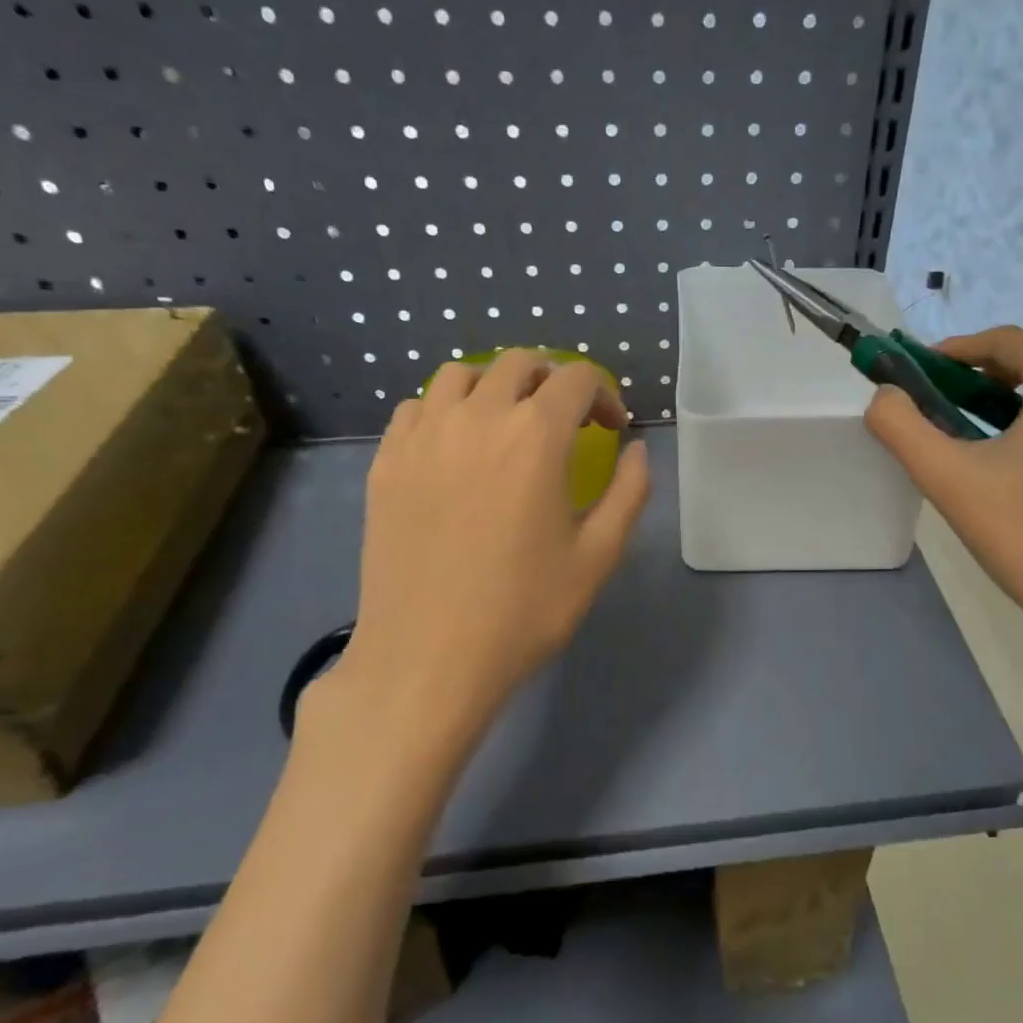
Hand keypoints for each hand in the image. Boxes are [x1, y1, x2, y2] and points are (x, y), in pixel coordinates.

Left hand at [297, 351, 650, 789]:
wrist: (428, 659)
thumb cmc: (524, 610)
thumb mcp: (598, 555)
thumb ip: (629, 492)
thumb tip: (636, 449)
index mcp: (535, 436)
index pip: (576, 378)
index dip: (605, 395)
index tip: (612, 429)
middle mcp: (476, 417)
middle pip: (519, 364)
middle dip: (554, 382)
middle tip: (568, 423)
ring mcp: (423, 436)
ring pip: (461, 374)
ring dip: (496, 386)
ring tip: (509, 426)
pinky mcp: (386, 461)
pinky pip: (417, 408)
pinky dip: (446, 410)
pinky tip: (457, 449)